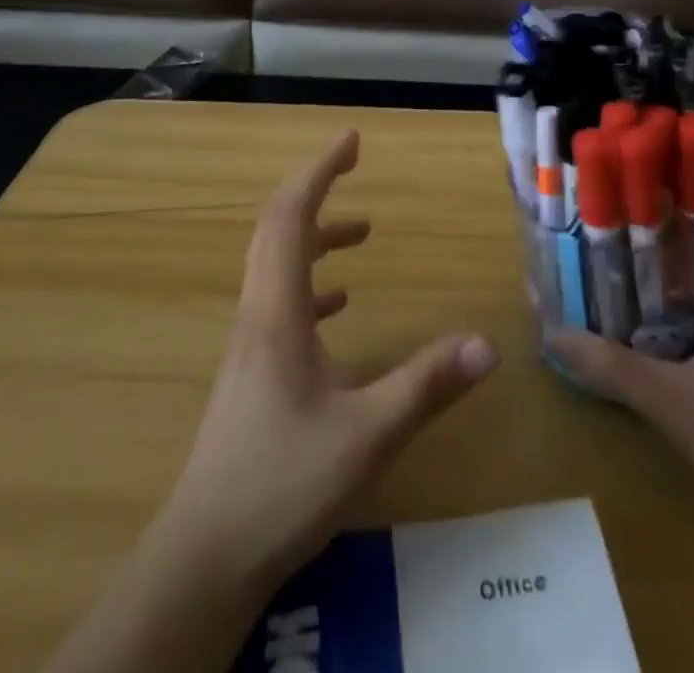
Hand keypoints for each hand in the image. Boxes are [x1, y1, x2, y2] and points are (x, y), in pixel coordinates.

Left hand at [156, 130, 497, 592]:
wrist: (206, 554)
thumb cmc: (283, 482)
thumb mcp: (367, 433)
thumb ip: (427, 385)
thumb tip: (487, 343)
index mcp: (277, 309)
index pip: (291, 215)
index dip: (319, 170)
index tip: (350, 140)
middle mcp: (257, 312)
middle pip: (276, 227)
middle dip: (314, 188)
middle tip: (352, 164)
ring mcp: (250, 341)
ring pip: (276, 264)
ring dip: (315, 236)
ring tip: (361, 233)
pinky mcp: (252, 369)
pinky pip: (280, 300)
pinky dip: (310, 282)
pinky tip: (339, 304)